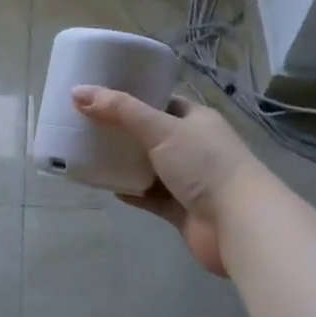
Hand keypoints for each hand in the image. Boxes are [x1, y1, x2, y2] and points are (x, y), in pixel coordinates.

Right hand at [71, 87, 260, 277]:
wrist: (238, 224)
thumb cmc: (203, 165)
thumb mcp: (160, 129)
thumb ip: (120, 111)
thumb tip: (77, 92)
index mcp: (196, 120)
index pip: (162, 102)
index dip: (134, 97)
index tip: (102, 96)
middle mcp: (194, 147)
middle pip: (152, 135)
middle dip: (123, 132)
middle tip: (87, 125)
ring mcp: (188, 180)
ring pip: (149, 167)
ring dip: (125, 163)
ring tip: (90, 154)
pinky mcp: (181, 209)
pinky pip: (150, 196)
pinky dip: (131, 192)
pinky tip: (107, 187)